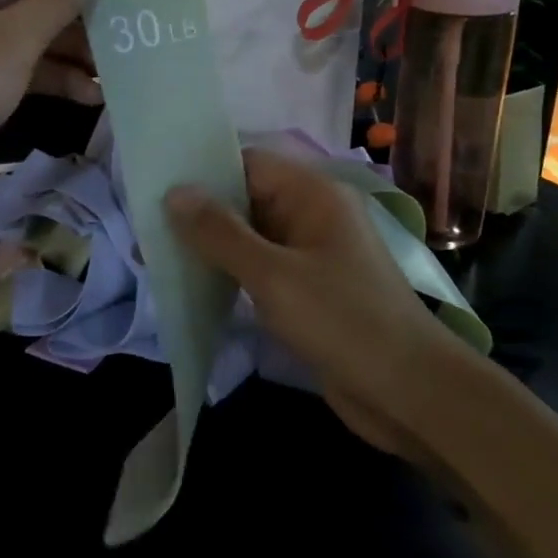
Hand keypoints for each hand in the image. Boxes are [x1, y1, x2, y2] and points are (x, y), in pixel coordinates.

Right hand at [166, 147, 462, 452]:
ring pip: (252, 237)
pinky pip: (262, 269)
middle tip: (147, 230)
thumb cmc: (343, 322)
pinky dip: (232, 273)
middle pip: (247, 199)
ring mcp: (313, 255)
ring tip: (161, 258)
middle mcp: (314, 216)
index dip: (204, 172)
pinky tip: (198, 287)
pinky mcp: (310, 291)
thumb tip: (174, 192)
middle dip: (201, 214)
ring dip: (212, 247)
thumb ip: (220, 233)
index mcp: (313, 195)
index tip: (155, 189)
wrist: (410, 393)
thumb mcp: (273, 275)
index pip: (248, 163)